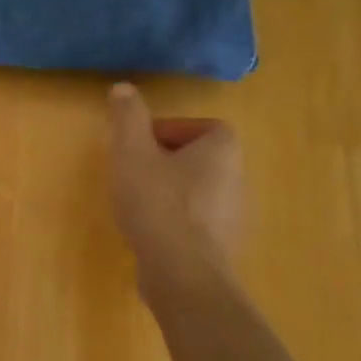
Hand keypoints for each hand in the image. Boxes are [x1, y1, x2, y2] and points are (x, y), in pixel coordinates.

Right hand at [106, 84, 241, 273]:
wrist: (181, 272)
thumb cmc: (156, 202)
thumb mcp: (131, 151)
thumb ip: (127, 117)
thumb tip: (124, 88)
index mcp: (222, 150)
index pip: (204, 126)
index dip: (169, 130)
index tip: (139, 144)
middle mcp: (237, 179)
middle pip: (198, 158)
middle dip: (164, 161)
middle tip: (132, 171)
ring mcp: (232, 216)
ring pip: (196, 191)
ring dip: (168, 191)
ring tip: (136, 202)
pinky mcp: (221, 247)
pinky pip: (195, 222)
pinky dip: (173, 220)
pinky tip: (148, 231)